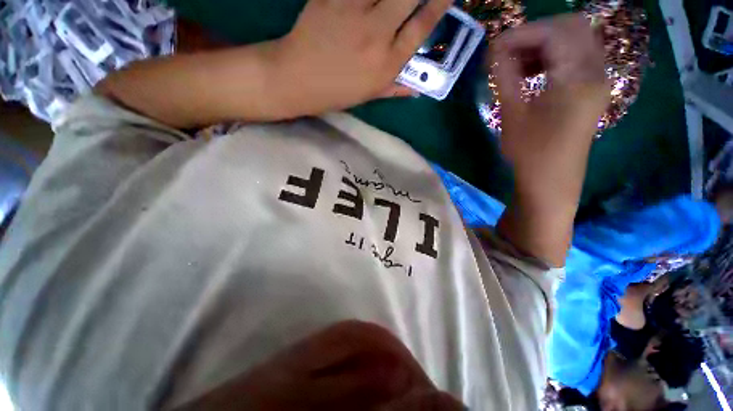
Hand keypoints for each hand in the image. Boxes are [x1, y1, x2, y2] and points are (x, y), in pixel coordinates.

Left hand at [270, 0, 452, 115]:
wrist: (296, 79)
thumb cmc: (335, 93)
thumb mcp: (368, 95)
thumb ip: (394, 88)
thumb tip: (417, 90)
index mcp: (386, 64)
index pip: (422, 27)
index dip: (439, 4)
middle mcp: (376, 35)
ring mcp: (353, 12)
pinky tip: (364, 0)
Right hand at [493, 14, 608, 266]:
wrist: (551, 181)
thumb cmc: (529, 153)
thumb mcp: (512, 114)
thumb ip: (506, 77)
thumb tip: (496, 52)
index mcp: (577, 77)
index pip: (553, 32)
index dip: (520, 35)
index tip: (493, 51)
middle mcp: (595, 71)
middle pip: (571, 26)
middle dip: (535, 33)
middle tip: (507, 52)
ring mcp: (598, 79)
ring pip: (576, 39)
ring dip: (544, 43)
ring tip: (516, 61)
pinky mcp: (592, 89)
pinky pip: (576, 57)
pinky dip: (553, 55)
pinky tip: (533, 71)